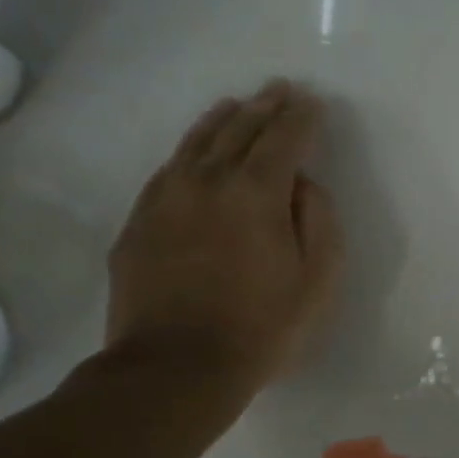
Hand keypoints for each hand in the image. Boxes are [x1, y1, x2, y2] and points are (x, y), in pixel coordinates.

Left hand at [105, 79, 342, 417]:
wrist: (176, 368)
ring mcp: (166, 199)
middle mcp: (208, 182)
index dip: (301, 117)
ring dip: (221, 120)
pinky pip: (167, 170)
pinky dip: (187, 151)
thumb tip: (302, 185)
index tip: (312, 101)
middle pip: (239, 131)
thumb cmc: (262, 327)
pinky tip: (194, 151)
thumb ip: (319, 221)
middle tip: (280, 89)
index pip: (283, 139)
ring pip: (196, 144)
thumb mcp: (318, 280)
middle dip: (264, 108)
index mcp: (257, 193)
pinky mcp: (139, 223)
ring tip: (236, 104)